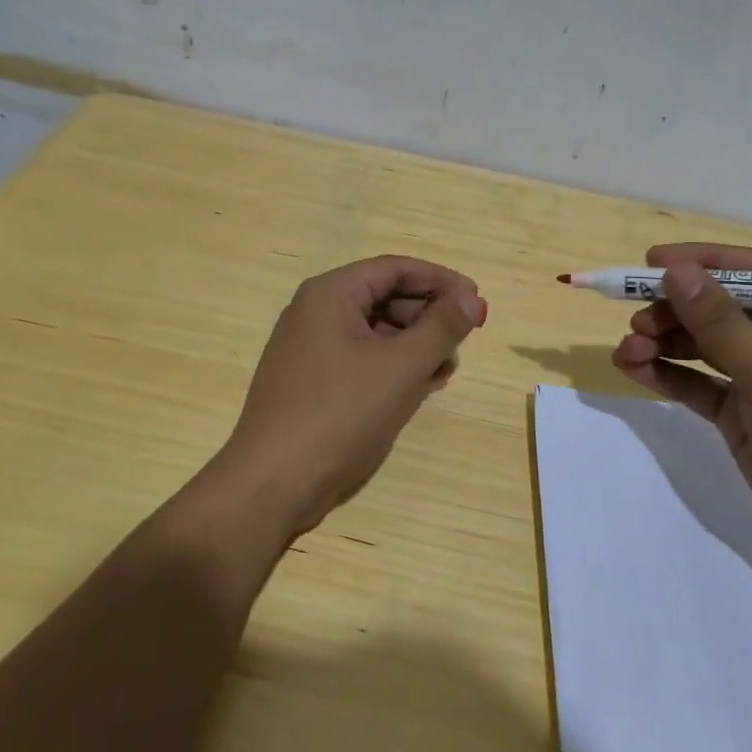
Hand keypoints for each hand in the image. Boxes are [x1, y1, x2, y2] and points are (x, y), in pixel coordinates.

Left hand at [221, 256, 486, 534]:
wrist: (273, 482)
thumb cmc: (340, 414)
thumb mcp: (401, 367)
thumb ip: (442, 327)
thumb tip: (472, 298)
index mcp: (331, 294)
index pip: (395, 269)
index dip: (441, 281)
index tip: (477, 301)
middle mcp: (316, 313)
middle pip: (385, 298)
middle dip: (429, 317)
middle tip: (463, 342)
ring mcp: (310, 350)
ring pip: (375, 333)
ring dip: (415, 346)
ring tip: (445, 372)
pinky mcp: (312, 383)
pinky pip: (361, 360)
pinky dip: (393, 368)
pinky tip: (419, 388)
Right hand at [611, 243, 751, 568]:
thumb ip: (720, 323)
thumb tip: (676, 271)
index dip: (702, 262)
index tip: (650, 262)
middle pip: (721, 309)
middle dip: (674, 312)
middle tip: (635, 322)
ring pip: (703, 346)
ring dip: (663, 344)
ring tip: (626, 351)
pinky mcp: (742, 413)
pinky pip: (698, 383)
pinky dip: (667, 375)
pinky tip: (633, 370)